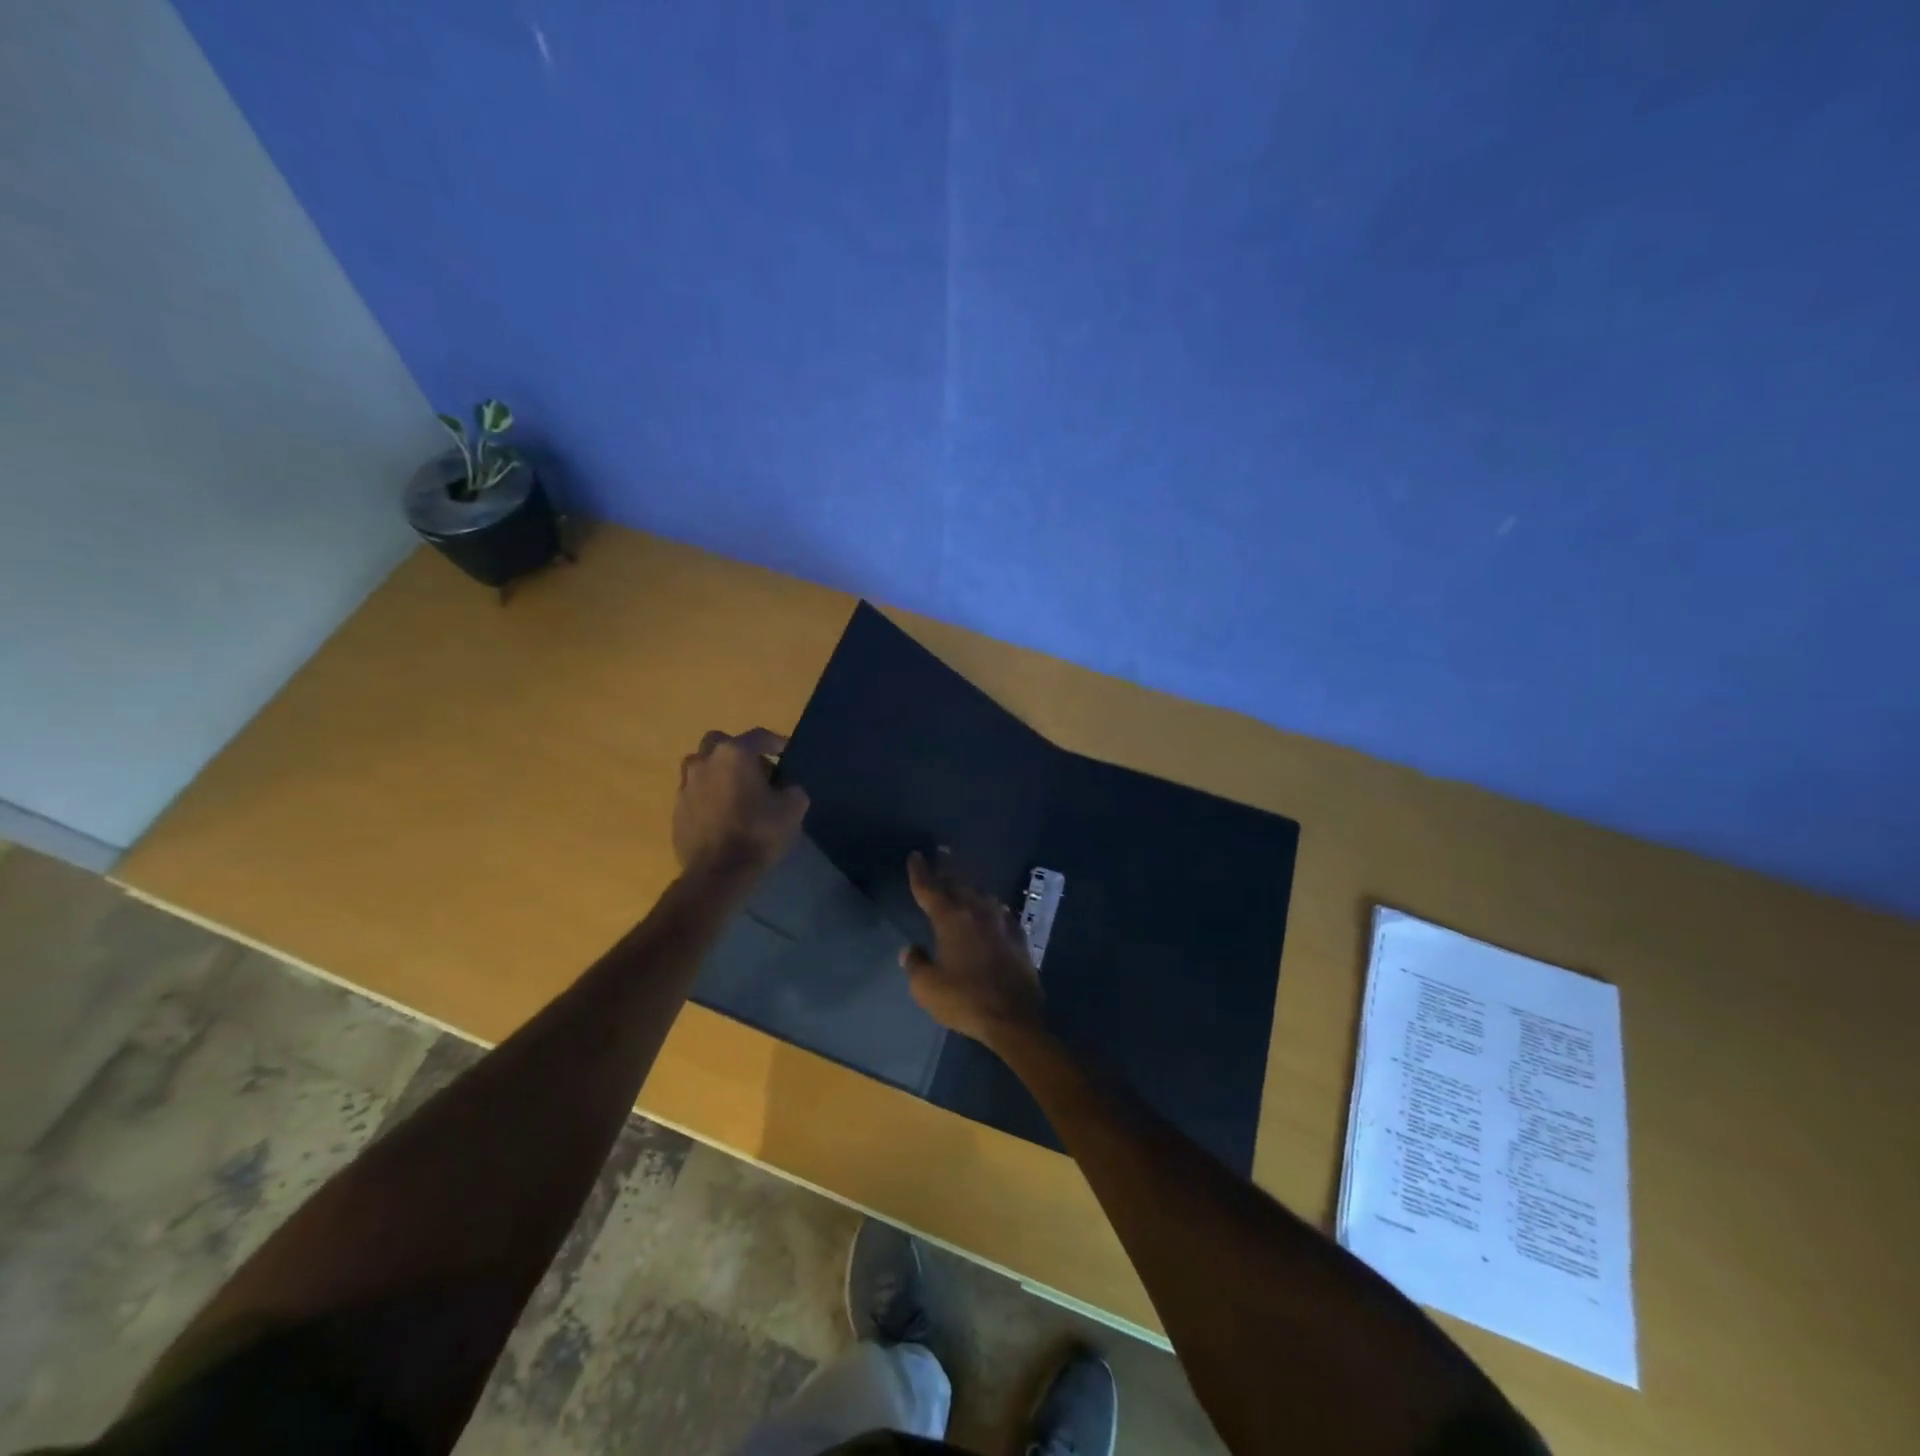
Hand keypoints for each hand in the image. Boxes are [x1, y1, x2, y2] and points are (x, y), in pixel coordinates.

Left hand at [673, 728, 808, 879]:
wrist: (718, 872)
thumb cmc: (758, 832)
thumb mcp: (793, 808)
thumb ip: (792, 789)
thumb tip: (786, 787)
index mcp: (734, 754)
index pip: (759, 736)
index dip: (776, 742)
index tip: (786, 753)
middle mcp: (705, 761)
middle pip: (721, 743)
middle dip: (738, 751)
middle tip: (755, 770)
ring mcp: (686, 785)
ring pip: (702, 766)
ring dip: (718, 772)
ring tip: (735, 792)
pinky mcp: (677, 810)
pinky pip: (695, 793)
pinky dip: (708, 796)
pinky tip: (722, 814)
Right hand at [900, 850, 1044, 1046]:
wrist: (1014, 1016)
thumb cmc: (965, 1000)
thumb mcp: (927, 987)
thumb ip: (916, 964)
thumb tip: (910, 950)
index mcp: (951, 920)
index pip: (930, 889)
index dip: (920, 872)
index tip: (916, 855)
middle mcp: (977, 912)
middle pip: (958, 884)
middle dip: (947, 869)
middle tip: (941, 854)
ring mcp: (1001, 923)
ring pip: (982, 895)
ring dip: (970, 887)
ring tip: (964, 883)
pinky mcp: (1019, 937)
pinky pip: (1001, 913)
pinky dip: (991, 908)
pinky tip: (993, 910)